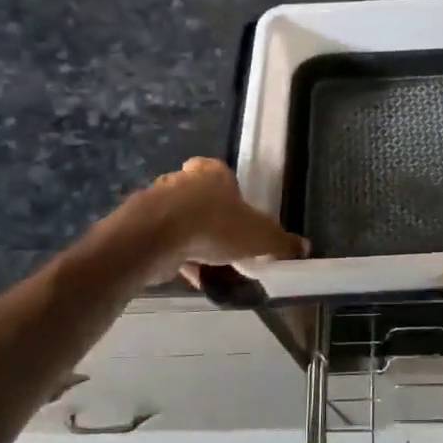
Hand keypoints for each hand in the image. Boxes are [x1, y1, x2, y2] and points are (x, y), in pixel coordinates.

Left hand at [135, 157, 306, 282]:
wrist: (156, 238)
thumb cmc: (215, 227)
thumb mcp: (260, 238)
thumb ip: (281, 242)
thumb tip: (304, 247)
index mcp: (213, 173)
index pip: (217, 169)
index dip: (226, 188)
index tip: (233, 208)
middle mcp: (182, 180)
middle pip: (196, 194)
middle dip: (207, 214)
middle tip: (223, 240)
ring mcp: (155, 201)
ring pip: (177, 217)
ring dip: (188, 236)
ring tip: (205, 263)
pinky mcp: (137, 225)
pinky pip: (161, 240)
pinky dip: (172, 253)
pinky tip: (185, 273)